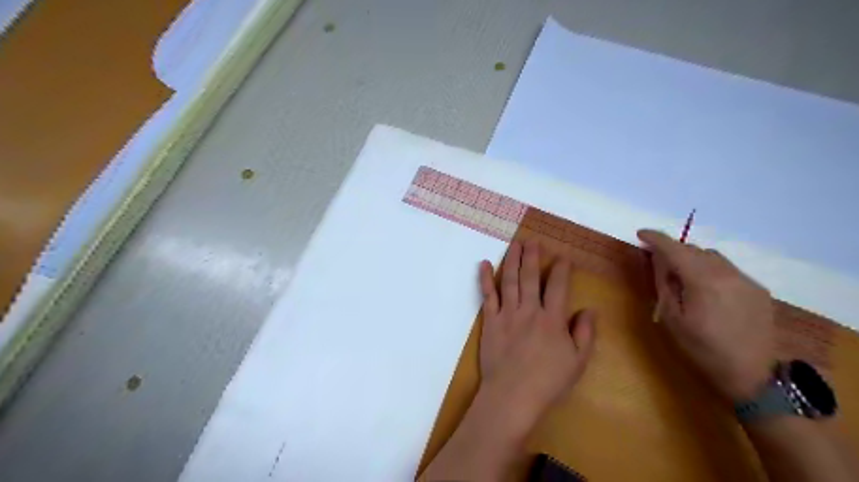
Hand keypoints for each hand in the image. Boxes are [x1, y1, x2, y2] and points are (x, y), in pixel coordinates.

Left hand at [477, 240, 598, 430]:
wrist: (512, 395)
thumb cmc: (548, 381)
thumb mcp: (577, 362)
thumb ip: (585, 333)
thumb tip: (589, 309)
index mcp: (552, 319)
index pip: (558, 286)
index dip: (561, 269)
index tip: (562, 256)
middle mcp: (529, 310)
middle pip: (530, 277)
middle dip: (533, 256)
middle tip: (533, 241)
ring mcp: (507, 314)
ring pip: (509, 280)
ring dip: (512, 260)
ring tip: (515, 244)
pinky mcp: (490, 321)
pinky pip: (487, 295)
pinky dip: (485, 279)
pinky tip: (483, 264)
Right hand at [637, 229, 771, 399]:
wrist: (752, 376)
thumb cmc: (702, 349)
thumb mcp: (672, 318)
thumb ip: (664, 283)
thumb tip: (658, 259)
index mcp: (703, 281)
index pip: (675, 249)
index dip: (656, 238)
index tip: (641, 234)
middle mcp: (728, 274)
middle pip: (694, 249)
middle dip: (674, 251)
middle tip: (659, 263)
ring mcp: (746, 280)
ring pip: (712, 256)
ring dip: (693, 259)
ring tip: (683, 277)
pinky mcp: (757, 289)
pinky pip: (728, 269)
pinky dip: (710, 270)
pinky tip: (707, 290)